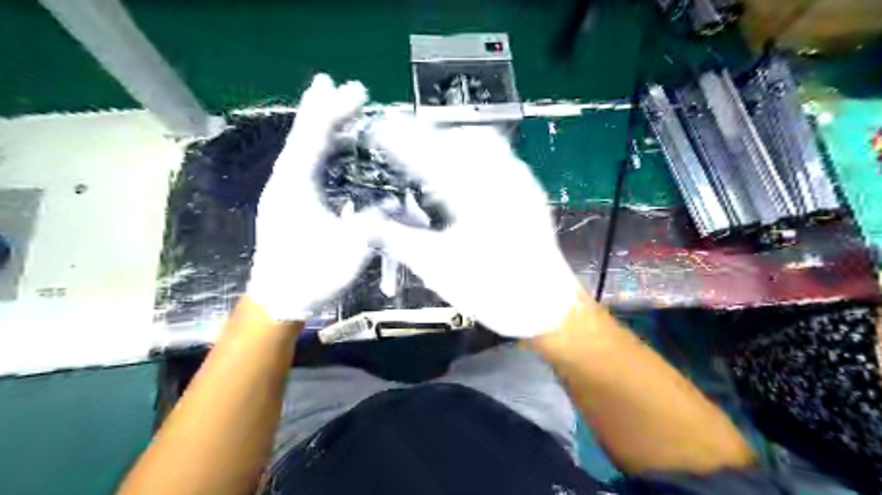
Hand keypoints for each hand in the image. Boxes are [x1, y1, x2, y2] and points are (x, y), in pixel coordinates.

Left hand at [248, 73, 370, 320]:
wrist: (279, 299)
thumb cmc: (311, 276)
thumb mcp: (349, 251)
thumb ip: (372, 222)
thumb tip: (393, 202)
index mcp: (295, 187)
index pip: (315, 138)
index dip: (335, 111)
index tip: (356, 90)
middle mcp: (285, 181)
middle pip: (304, 136)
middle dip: (324, 109)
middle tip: (340, 86)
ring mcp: (284, 191)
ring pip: (303, 149)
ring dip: (321, 127)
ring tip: (338, 109)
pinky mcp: (289, 202)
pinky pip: (305, 165)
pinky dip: (320, 149)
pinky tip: (334, 148)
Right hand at [357, 117, 578, 338]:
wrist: (545, 305)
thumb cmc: (492, 289)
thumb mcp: (437, 267)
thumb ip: (398, 239)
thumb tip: (365, 223)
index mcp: (474, 195)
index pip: (429, 154)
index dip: (400, 139)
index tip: (379, 132)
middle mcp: (501, 178)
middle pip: (460, 136)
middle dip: (427, 134)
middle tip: (401, 141)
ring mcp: (520, 182)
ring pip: (484, 142)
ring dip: (452, 141)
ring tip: (428, 153)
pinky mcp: (529, 191)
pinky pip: (500, 157)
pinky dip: (474, 155)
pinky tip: (461, 172)